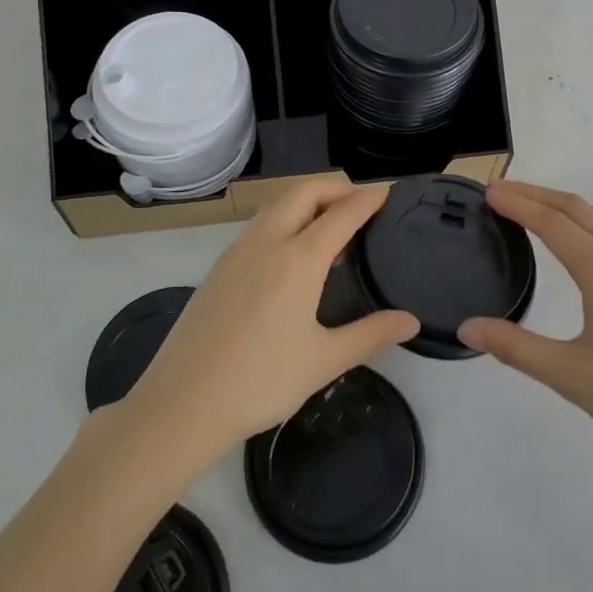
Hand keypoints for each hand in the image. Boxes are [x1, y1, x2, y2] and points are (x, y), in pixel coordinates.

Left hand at [120, 181, 419, 465]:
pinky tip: (291, 253)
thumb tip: (410, 320)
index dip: (368, 200)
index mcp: (297, 260)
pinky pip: (258, 224)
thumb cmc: (260, 382)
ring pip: (276, 205)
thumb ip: (370, 335)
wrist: (183, 402)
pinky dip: (284, 218)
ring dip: (306, 200)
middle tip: (360, 206)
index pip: (341, 214)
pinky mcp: (219, 266)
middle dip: (335, 189)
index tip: (388, 193)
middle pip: (304, 192)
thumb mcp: (324, 361)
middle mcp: (267, 242)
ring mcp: (237, 251)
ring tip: (329, 226)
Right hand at [458, 180, 592, 490]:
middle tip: (500, 195)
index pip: (552, 222)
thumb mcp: (571, 377)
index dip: (518, 203)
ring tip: (533, 214)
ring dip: (564, 207)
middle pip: (577, 208)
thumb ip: (515, 348)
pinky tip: (577, 253)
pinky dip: (586, 226)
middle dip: (537, 195)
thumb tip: (466, 329)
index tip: (487, 192)